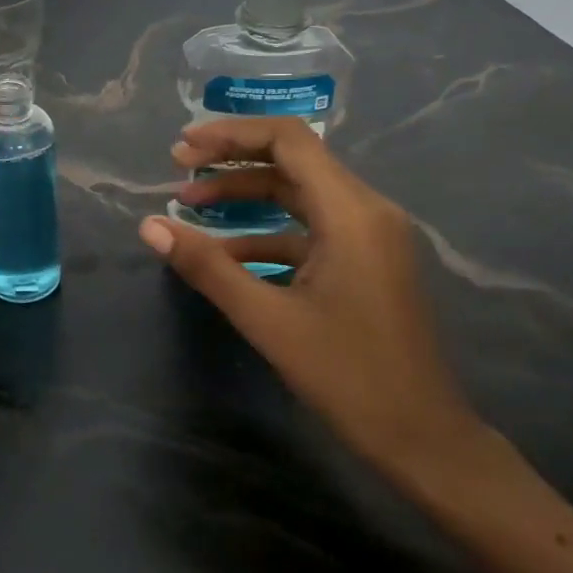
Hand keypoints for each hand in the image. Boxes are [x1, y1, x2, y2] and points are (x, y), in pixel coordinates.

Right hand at [138, 117, 482, 477]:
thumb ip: (207, 267)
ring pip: (300, 195)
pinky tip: (226, 253)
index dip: (231, 134)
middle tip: (178, 169)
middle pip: (293, 160)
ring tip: (190, 206)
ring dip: (246, 195)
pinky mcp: (367, 261)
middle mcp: (367, 210)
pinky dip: (267, 231)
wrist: (423, 438)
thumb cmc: (348, 377)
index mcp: (352, 212)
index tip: (183, 146)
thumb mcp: (267, 320)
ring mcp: (371, 236)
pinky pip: (311, 228)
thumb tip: (149, 227)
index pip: (289, 141)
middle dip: (232, 161)